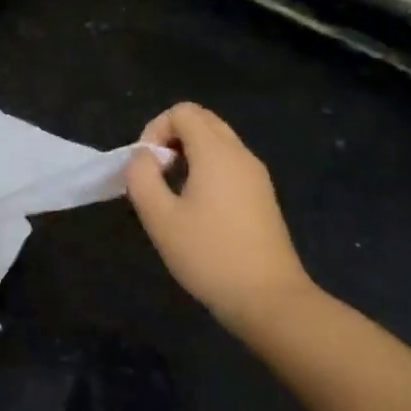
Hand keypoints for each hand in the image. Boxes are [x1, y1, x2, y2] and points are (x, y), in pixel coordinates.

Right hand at [124, 103, 312, 328]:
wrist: (268, 299)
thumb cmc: (209, 256)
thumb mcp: (160, 218)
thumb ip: (142, 178)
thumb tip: (143, 157)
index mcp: (217, 153)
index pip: (183, 112)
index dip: (155, 129)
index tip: (146, 166)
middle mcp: (240, 154)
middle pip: (203, 120)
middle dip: (172, 136)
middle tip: (157, 173)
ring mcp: (256, 175)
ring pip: (218, 141)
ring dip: (189, 152)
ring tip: (173, 191)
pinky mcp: (262, 195)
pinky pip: (229, 162)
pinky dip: (207, 168)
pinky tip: (197, 206)